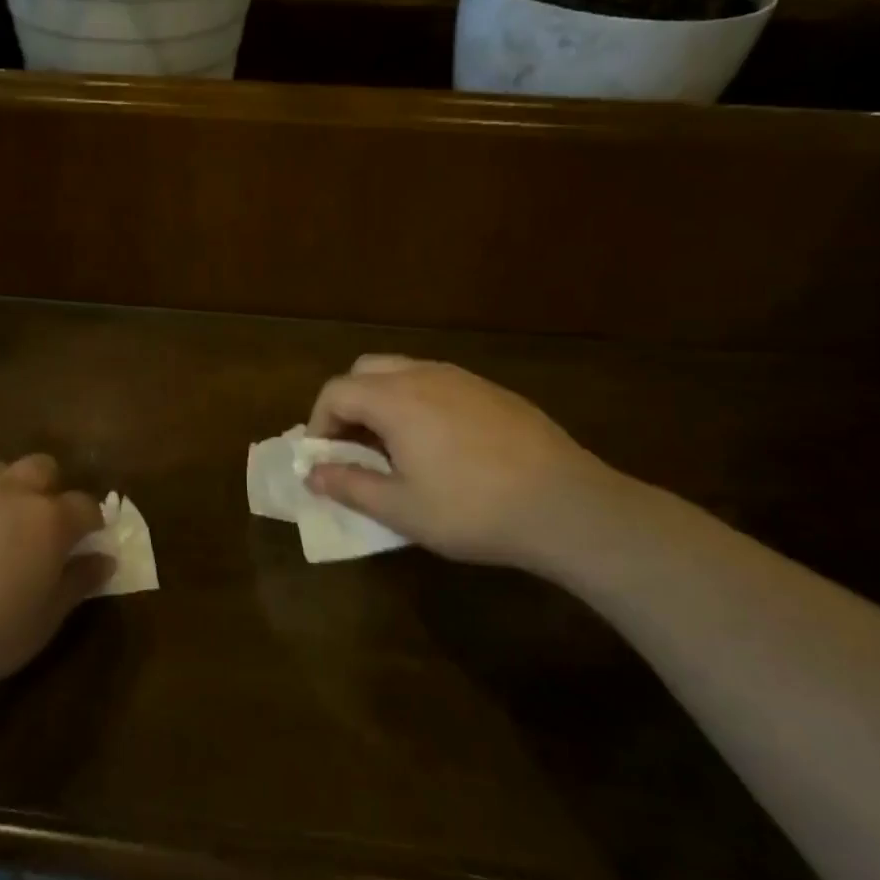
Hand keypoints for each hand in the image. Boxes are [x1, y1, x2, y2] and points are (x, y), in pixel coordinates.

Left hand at [0, 456, 107, 699]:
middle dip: (48, 489)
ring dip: (3, 492)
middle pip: (41, 468)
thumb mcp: (45, 619)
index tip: (86, 540)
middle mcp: (9, 493)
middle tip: (39, 526)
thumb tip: (104, 559)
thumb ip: (79, 582)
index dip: (90, 521)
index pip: (85, 505)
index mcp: (48, 520)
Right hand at [304, 355, 620, 567]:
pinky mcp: (493, 391)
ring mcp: (463, 379)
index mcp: (395, 399)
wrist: (567, 506)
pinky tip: (439, 444)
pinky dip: (419, 402)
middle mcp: (424, 375)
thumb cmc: (472, 509)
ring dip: (384, 400)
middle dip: (348, 403)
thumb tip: (312, 474)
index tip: (324, 458)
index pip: (336, 392)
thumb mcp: (401, 508)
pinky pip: (439, 383)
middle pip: (365, 370)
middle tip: (354, 445)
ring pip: (404, 371)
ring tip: (394, 446)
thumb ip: (350, 485)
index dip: (319, 422)